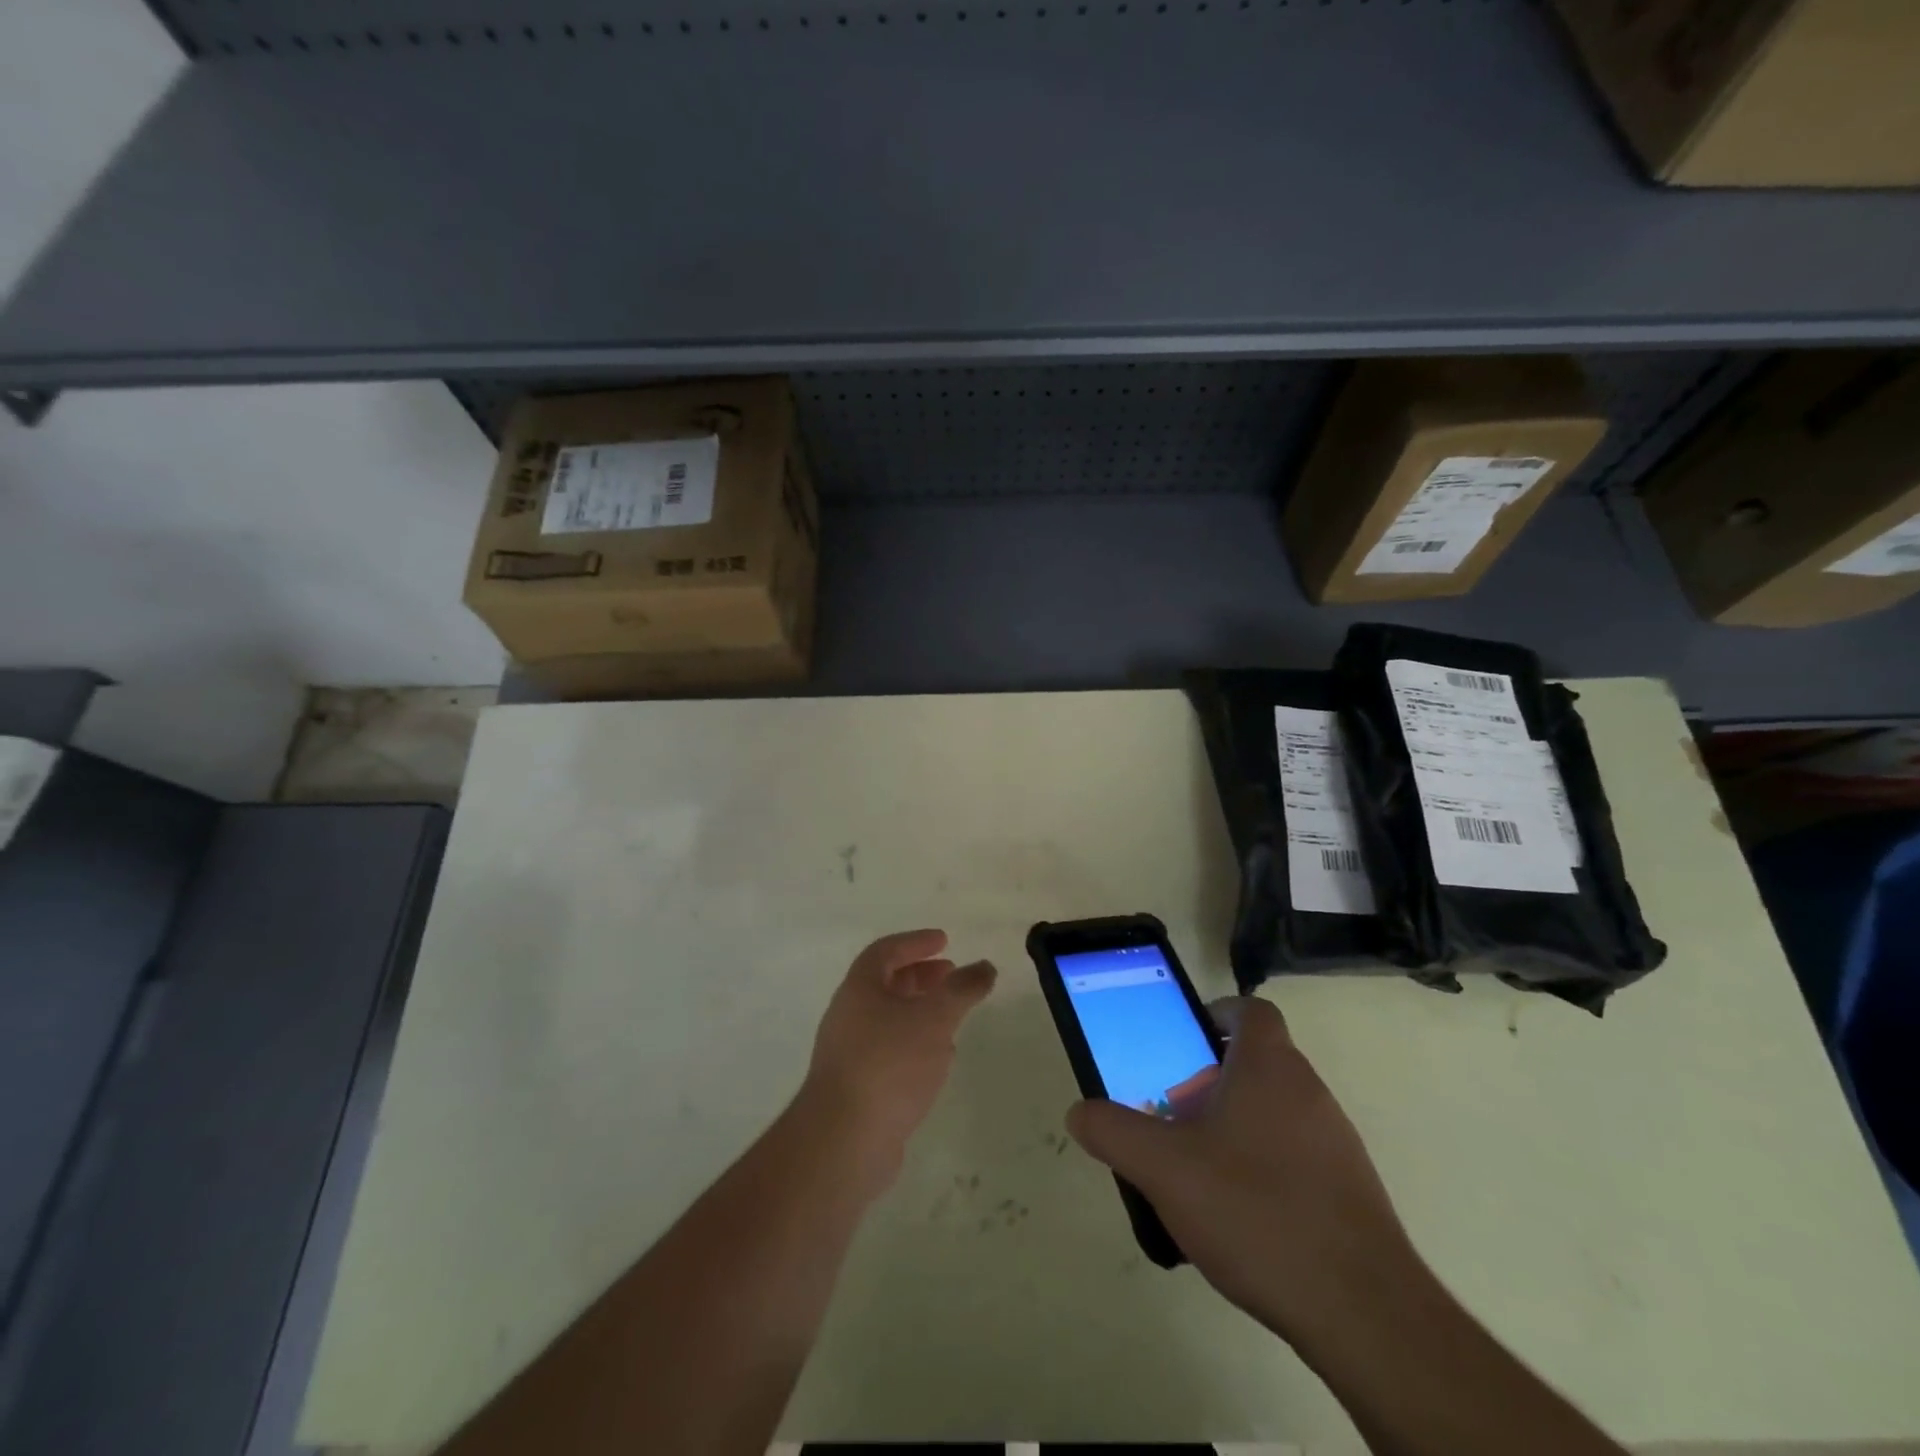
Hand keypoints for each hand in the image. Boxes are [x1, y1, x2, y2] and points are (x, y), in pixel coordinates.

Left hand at [801, 929, 995, 1193]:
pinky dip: (914, 1043)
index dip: (915, 942)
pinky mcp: (857, 1087)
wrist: (844, 1140)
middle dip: (920, 976)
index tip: (944, 940)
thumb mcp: (934, 1018)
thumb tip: (984, 966)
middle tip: (951, 975)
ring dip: (919, 1010)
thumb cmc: (889, 1064)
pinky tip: (938, 1059)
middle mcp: (849, 1015)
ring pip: (888, 1019)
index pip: (886, 951)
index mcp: (859, 988)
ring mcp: (849, 1053)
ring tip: (951, 1015)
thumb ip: (961, 990)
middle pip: (885, 984)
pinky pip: (889, 1051)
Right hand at [1066, 997, 1419, 1356]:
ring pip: (1277, 1110)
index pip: (1253, 1011)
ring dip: (1238, 1124)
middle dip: (1213, 1078)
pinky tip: (1240, 1214)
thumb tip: (1079, 1112)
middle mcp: (1310, 1092)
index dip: (1218, 1014)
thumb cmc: (1256, 1211)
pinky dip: (1265, 1165)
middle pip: (1259, 1062)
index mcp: (1270, 1067)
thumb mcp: (1164, 1169)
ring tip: (1199, 1168)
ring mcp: (1337, 1142)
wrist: (1363, 1312)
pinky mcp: (1352, 1191)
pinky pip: (1298, 1155)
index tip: (1185, 1041)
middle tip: (1175, 1112)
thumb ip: (1114, 1132)